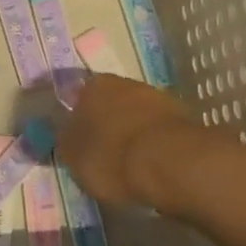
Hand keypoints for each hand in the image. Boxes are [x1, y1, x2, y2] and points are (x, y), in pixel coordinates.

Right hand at [58, 74, 201, 209]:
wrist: (171, 163)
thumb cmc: (112, 157)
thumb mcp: (73, 158)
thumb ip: (65, 143)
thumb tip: (65, 136)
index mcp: (90, 86)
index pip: (76, 97)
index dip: (75, 119)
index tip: (76, 140)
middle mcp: (122, 82)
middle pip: (108, 102)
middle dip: (105, 123)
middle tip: (101, 151)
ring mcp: (155, 96)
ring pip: (134, 113)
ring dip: (130, 131)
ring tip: (127, 162)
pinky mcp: (181, 116)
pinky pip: (156, 129)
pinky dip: (152, 142)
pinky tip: (150, 163)